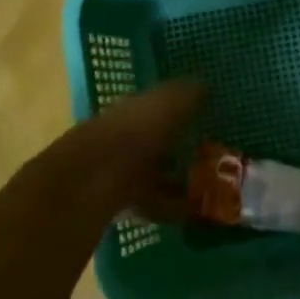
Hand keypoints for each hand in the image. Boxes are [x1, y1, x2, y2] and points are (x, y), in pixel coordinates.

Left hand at [60, 80, 205, 217]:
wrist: (87, 186)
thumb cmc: (131, 136)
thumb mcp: (166, 106)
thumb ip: (186, 96)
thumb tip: (205, 85)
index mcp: (129, 110)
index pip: (154, 105)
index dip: (178, 109)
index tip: (204, 117)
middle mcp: (121, 138)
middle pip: (153, 142)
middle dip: (176, 148)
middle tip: (211, 156)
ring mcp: (117, 173)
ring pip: (152, 174)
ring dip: (176, 180)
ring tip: (208, 188)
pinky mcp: (118, 204)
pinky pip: (152, 204)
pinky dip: (172, 208)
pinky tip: (193, 213)